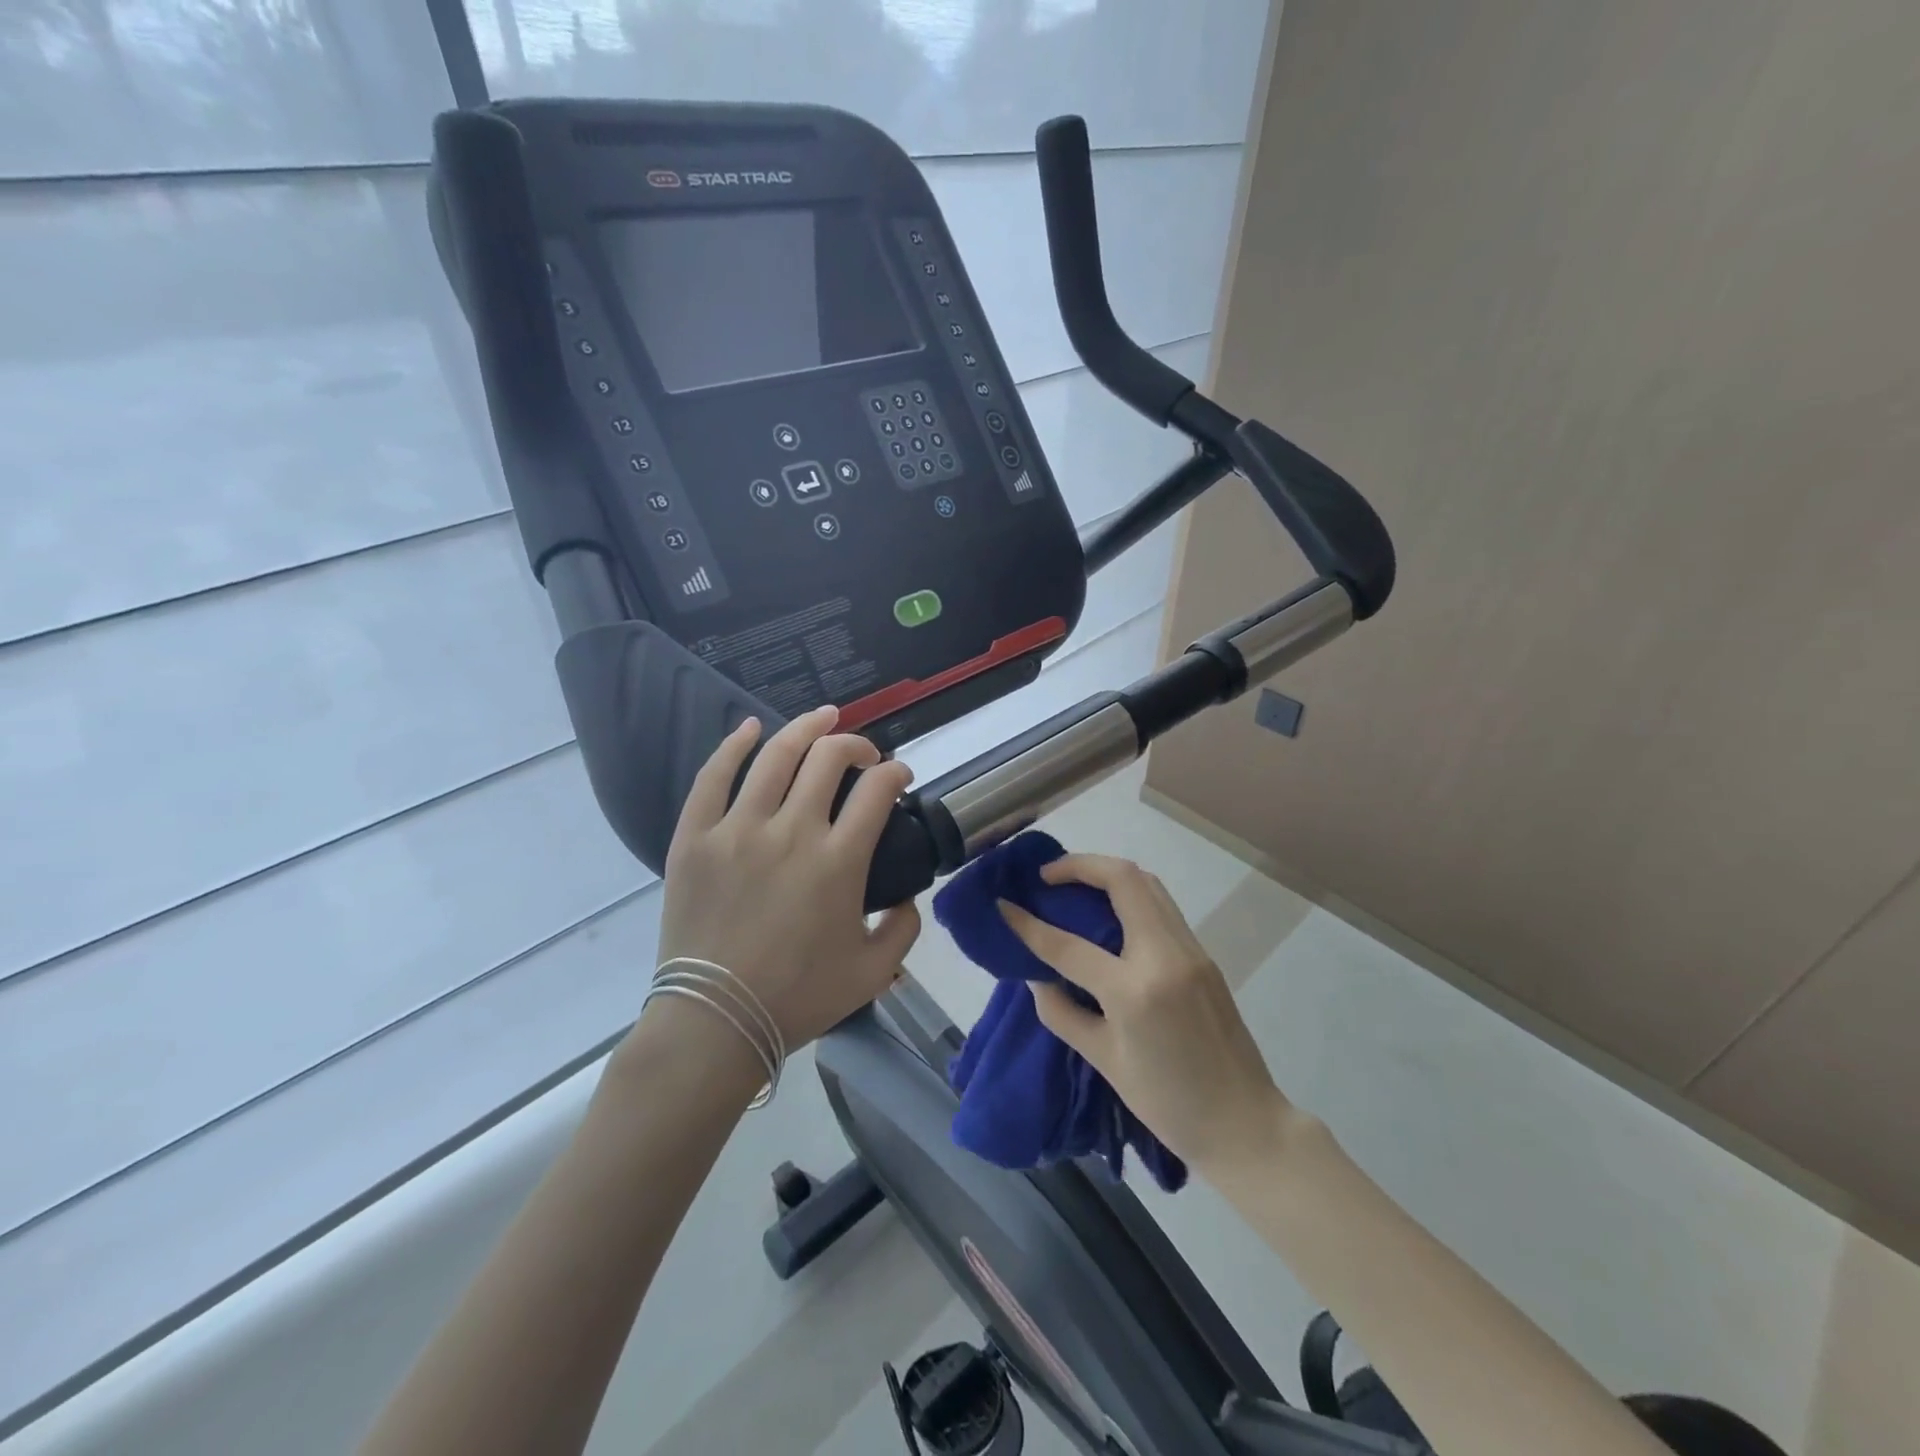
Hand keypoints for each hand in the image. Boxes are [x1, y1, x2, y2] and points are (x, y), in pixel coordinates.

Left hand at [654, 706, 921, 1050]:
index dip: (896, 772)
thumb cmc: (797, 997)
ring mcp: (738, 829)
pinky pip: (712, 777)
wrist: (715, 1021)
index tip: (899, 776)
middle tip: (864, 755)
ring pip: (776, 755)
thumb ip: (904, 928)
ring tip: (823, 717)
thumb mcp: (872, 973)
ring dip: (806, 728)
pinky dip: (733, 746)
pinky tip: (750, 728)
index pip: (878, 790)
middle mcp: (791, 831)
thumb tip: (908, 896)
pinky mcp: (696, 837)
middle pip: (829, 758)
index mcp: (838, 861)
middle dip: (856, 745)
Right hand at [1000, 855, 1287, 1174]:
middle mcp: (1165, 956)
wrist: (1245, 1125)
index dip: (1028, 923)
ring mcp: (1190, 950)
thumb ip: (1061, 1012)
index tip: (1003, 904)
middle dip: (1078, 865)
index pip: (1068, 944)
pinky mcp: (1203, 954)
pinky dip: (1130, 894)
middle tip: (1045, 877)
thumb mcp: (1103, 1061)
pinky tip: (1108, 911)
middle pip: (1122, 879)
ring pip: (1147, 883)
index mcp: (1134, 992)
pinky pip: (1162, 905)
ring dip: (1106, 873)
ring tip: (1073, 885)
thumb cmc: (1168, 1105)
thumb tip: (1036, 974)